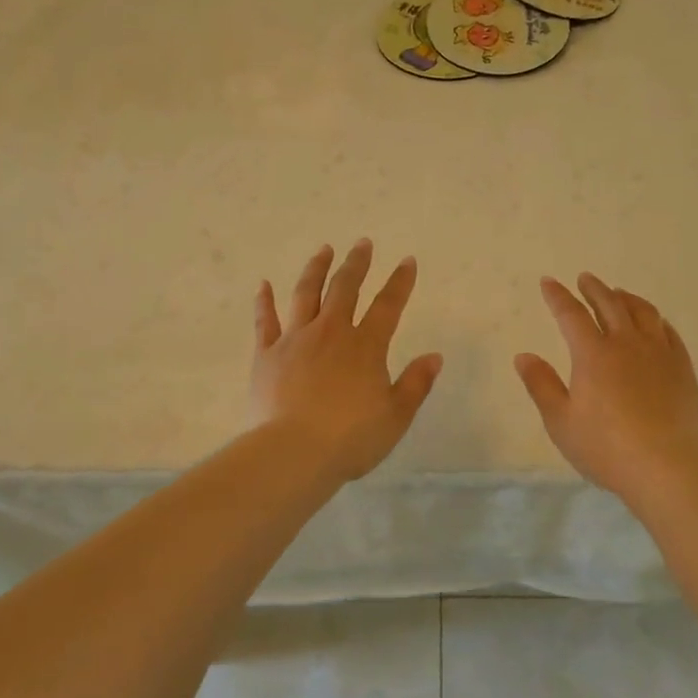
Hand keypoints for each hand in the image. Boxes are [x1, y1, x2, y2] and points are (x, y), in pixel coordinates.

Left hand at [251, 240, 443, 484]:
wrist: (292, 453)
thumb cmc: (350, 439)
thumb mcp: (395, 416)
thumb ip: (416, 384)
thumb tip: (435, 356)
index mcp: (365, 346)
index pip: (388, 306)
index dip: (400, 282)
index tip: (407, 261)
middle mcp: (331, 332)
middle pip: (345, 288)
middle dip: (357, 264)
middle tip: (362, 243)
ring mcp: (295, 340)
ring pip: (306, 294)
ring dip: (316, 269)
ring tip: (323, 250)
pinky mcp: (266, 355)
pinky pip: (265, 321)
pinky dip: (264, 301)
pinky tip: (263, 285)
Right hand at [516, 274, 697, 500]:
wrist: (667, 467)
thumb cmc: (606, 447)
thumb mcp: (561, 421)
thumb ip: (541, 385)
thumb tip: (523, 356)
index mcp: (593, 354)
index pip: (571, 314)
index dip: (558, 296)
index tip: (549, 282)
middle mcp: (626, 344)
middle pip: (610, 305)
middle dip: (594, 289)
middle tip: (586, 278)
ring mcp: (659, 354)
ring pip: (643, 313)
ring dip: (627, 298)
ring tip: (619, 293)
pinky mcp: (683, 369)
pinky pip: (670, 333)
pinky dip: (657, 321)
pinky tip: (656, 323)